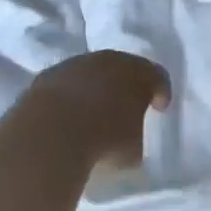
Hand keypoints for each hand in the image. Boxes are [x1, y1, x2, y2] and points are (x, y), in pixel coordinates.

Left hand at [23, 50, 170, 169]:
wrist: (53, 133)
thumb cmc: (105, 142)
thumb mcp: (133, 150)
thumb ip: (135, 137)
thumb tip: (128, 138)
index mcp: (140, 74)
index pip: (157, 77)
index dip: (160, 92)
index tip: (159, 108)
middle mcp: (110, 60)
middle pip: (124, 68)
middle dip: (126, 86)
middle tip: (127, 106)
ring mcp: (77, 64)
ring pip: (93, 72)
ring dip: (96, 88)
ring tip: (94, 112)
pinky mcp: (49, 74)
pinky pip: (67, 82)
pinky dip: (71, 94)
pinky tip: (68, 114)